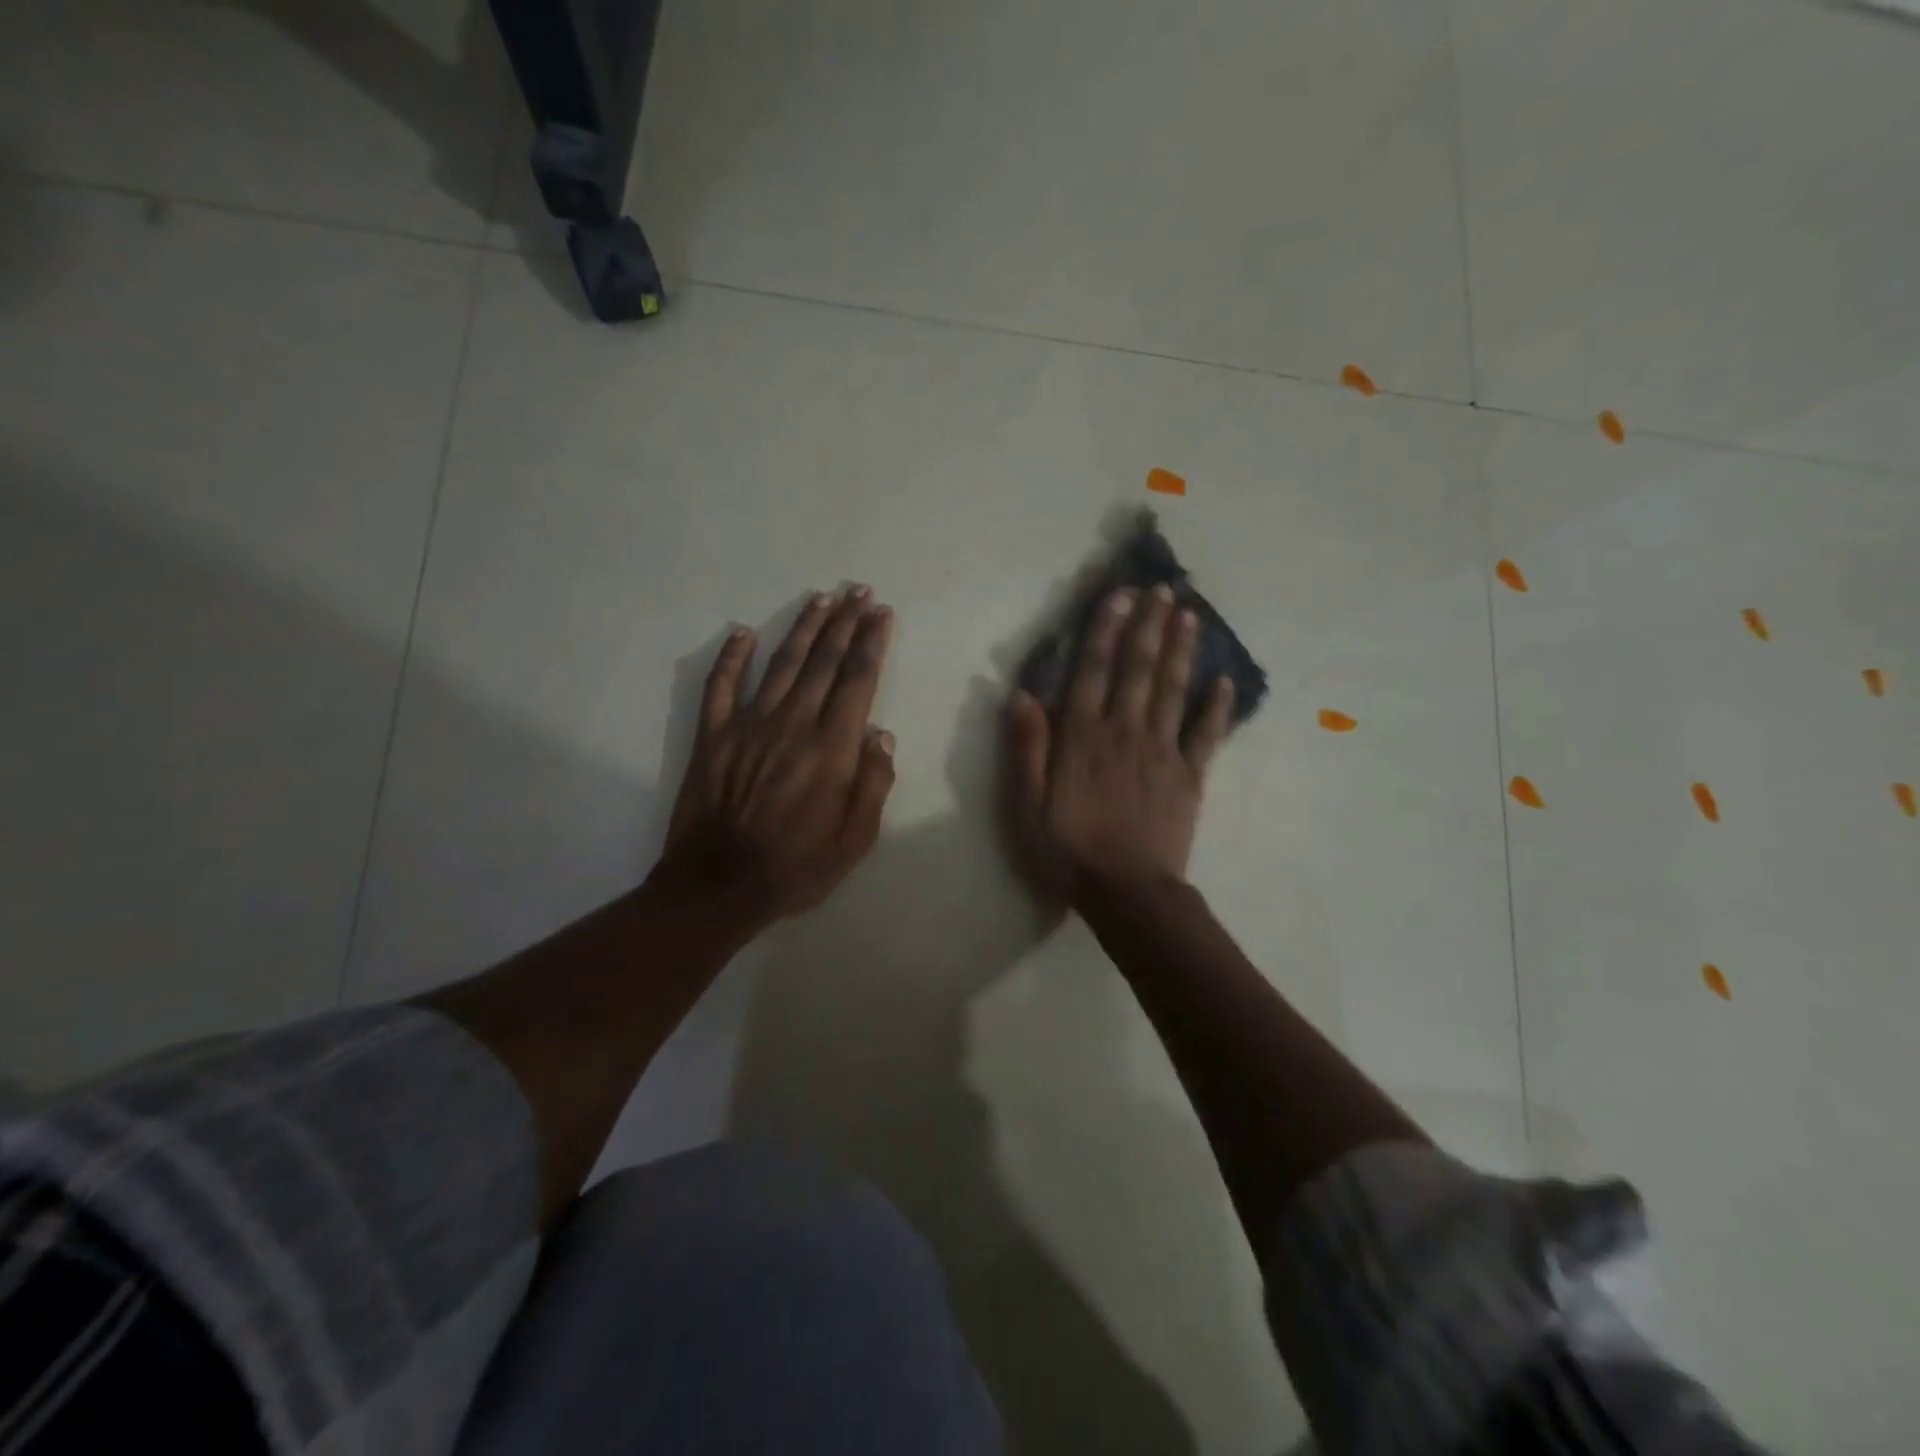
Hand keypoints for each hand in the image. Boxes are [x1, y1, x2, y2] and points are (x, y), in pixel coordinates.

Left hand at [659, 587, 896, 923]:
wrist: (718, 886)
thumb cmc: (796, 867)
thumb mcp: (854, 840)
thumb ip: (873, 784)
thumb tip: (881, 735)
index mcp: (831, 749)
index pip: (857, 681)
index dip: (871, 643)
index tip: (882, 614)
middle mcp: (792, 724)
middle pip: (822, 661)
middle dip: (844, 623)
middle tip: (858, 591)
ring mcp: (748, 725)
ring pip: (780, 664)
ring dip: (802, 628)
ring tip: (821, 598)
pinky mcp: (713, 736)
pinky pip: (720, 686)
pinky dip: (730, 657)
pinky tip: (741, 632)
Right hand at [1003, 584, 1232, 907]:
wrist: (1127, 893)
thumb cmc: (1067, 850)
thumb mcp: (1026, 805)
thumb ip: (1026, 748)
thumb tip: (1021, 694)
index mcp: (1083, 737)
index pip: (1093, 671)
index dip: (1105, 630)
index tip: (1120, 595)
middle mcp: (1125, 732)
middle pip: (1138, 669)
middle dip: (1149, 626)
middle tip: (1163, 589)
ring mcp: (1162, 752)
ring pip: (1173, 690)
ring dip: (1181, 651)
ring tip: (1190, 615)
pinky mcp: (1190, 776)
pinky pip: (1206, 735)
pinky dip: (1217, 707)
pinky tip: (1225, 681)